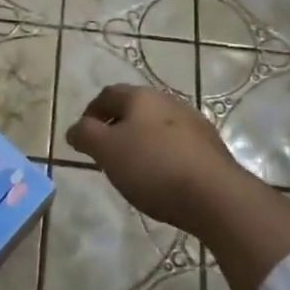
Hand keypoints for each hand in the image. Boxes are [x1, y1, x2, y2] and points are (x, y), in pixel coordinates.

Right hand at [65, 84, 251, 236]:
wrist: (215, 195)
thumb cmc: (153, 167)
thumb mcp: (107, 151)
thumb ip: (86, 135)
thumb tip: (74, 129)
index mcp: (140, 97)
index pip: (107, 95)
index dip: (90, 112)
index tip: (83, 137)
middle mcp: (168, 101)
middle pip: (134, 108)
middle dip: (116, 127)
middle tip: (105, 153)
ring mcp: (193, 122)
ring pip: (157, 126)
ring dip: (141, 141)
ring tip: (133, 168)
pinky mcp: (211, 146)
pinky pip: (177, 144)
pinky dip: (163, 155)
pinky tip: (162, 178)